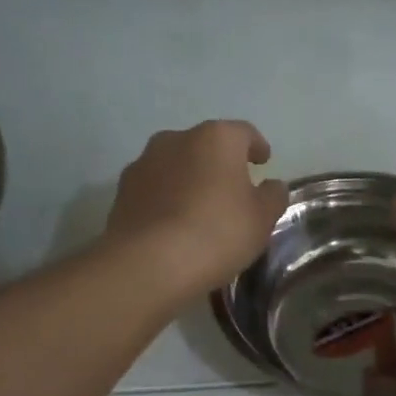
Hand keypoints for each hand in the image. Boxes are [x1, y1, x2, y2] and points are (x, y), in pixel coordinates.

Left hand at [105, 120, 288, 293]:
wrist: (149, 263)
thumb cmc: (217, 233)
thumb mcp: (261, 220)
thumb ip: (272, 197)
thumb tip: (272, 186)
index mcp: (217, 138)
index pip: (244, 133)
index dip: (257, 147)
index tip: (263, 162)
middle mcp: (177, 139)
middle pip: (206, 146)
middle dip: (220, 164)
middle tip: (232, 190)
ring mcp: (144, 162)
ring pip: (176, 165)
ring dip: (190, 180)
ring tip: (200, 210)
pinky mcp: (122, 191)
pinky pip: (155, 189)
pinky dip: (167, 199)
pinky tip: (174, 225)